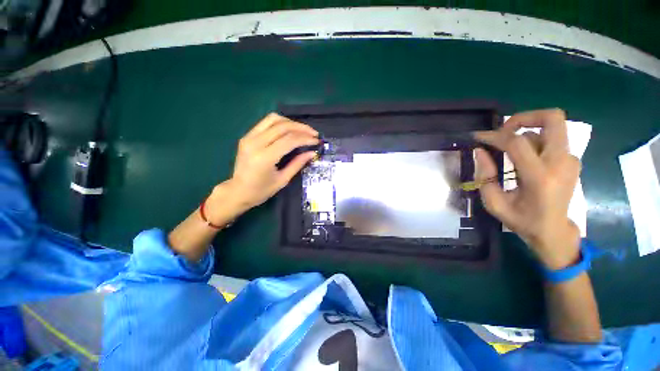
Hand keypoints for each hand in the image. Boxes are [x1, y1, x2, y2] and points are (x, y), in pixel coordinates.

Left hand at [209, 113, 318, 220]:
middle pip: (282, 126)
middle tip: (314, 133)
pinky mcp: (247, 136)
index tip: (317, 141)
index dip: (305, 138)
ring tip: (303, 130)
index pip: (289, 140)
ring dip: (291, 122)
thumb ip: (298, 164)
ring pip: (274, 119)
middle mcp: (255, 143)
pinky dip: (281, 123)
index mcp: (264, 157)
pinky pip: (266, 122)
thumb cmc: (261, 191)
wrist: (237, 191)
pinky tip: (289, 130)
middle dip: (301, 128)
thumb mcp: (283, 180)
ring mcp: (249, 137)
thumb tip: (312, 153)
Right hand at [474, 109, 580, 269]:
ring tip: (509, 147)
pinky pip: (552, 139)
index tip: (478, 137)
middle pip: (552, 118)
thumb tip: (480, 151)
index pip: (517, 143)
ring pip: (551, 127)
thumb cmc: (522, 220)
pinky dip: (534, 140)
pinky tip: (522, 156)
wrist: (554, 231)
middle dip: (524, 117)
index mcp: (540, 177)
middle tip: (503, 130)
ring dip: (527, 130)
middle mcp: (561, 163)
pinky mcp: (572, 160)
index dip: (494, 136)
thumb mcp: (494, 203)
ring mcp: (570, 160)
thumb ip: (485, 176)